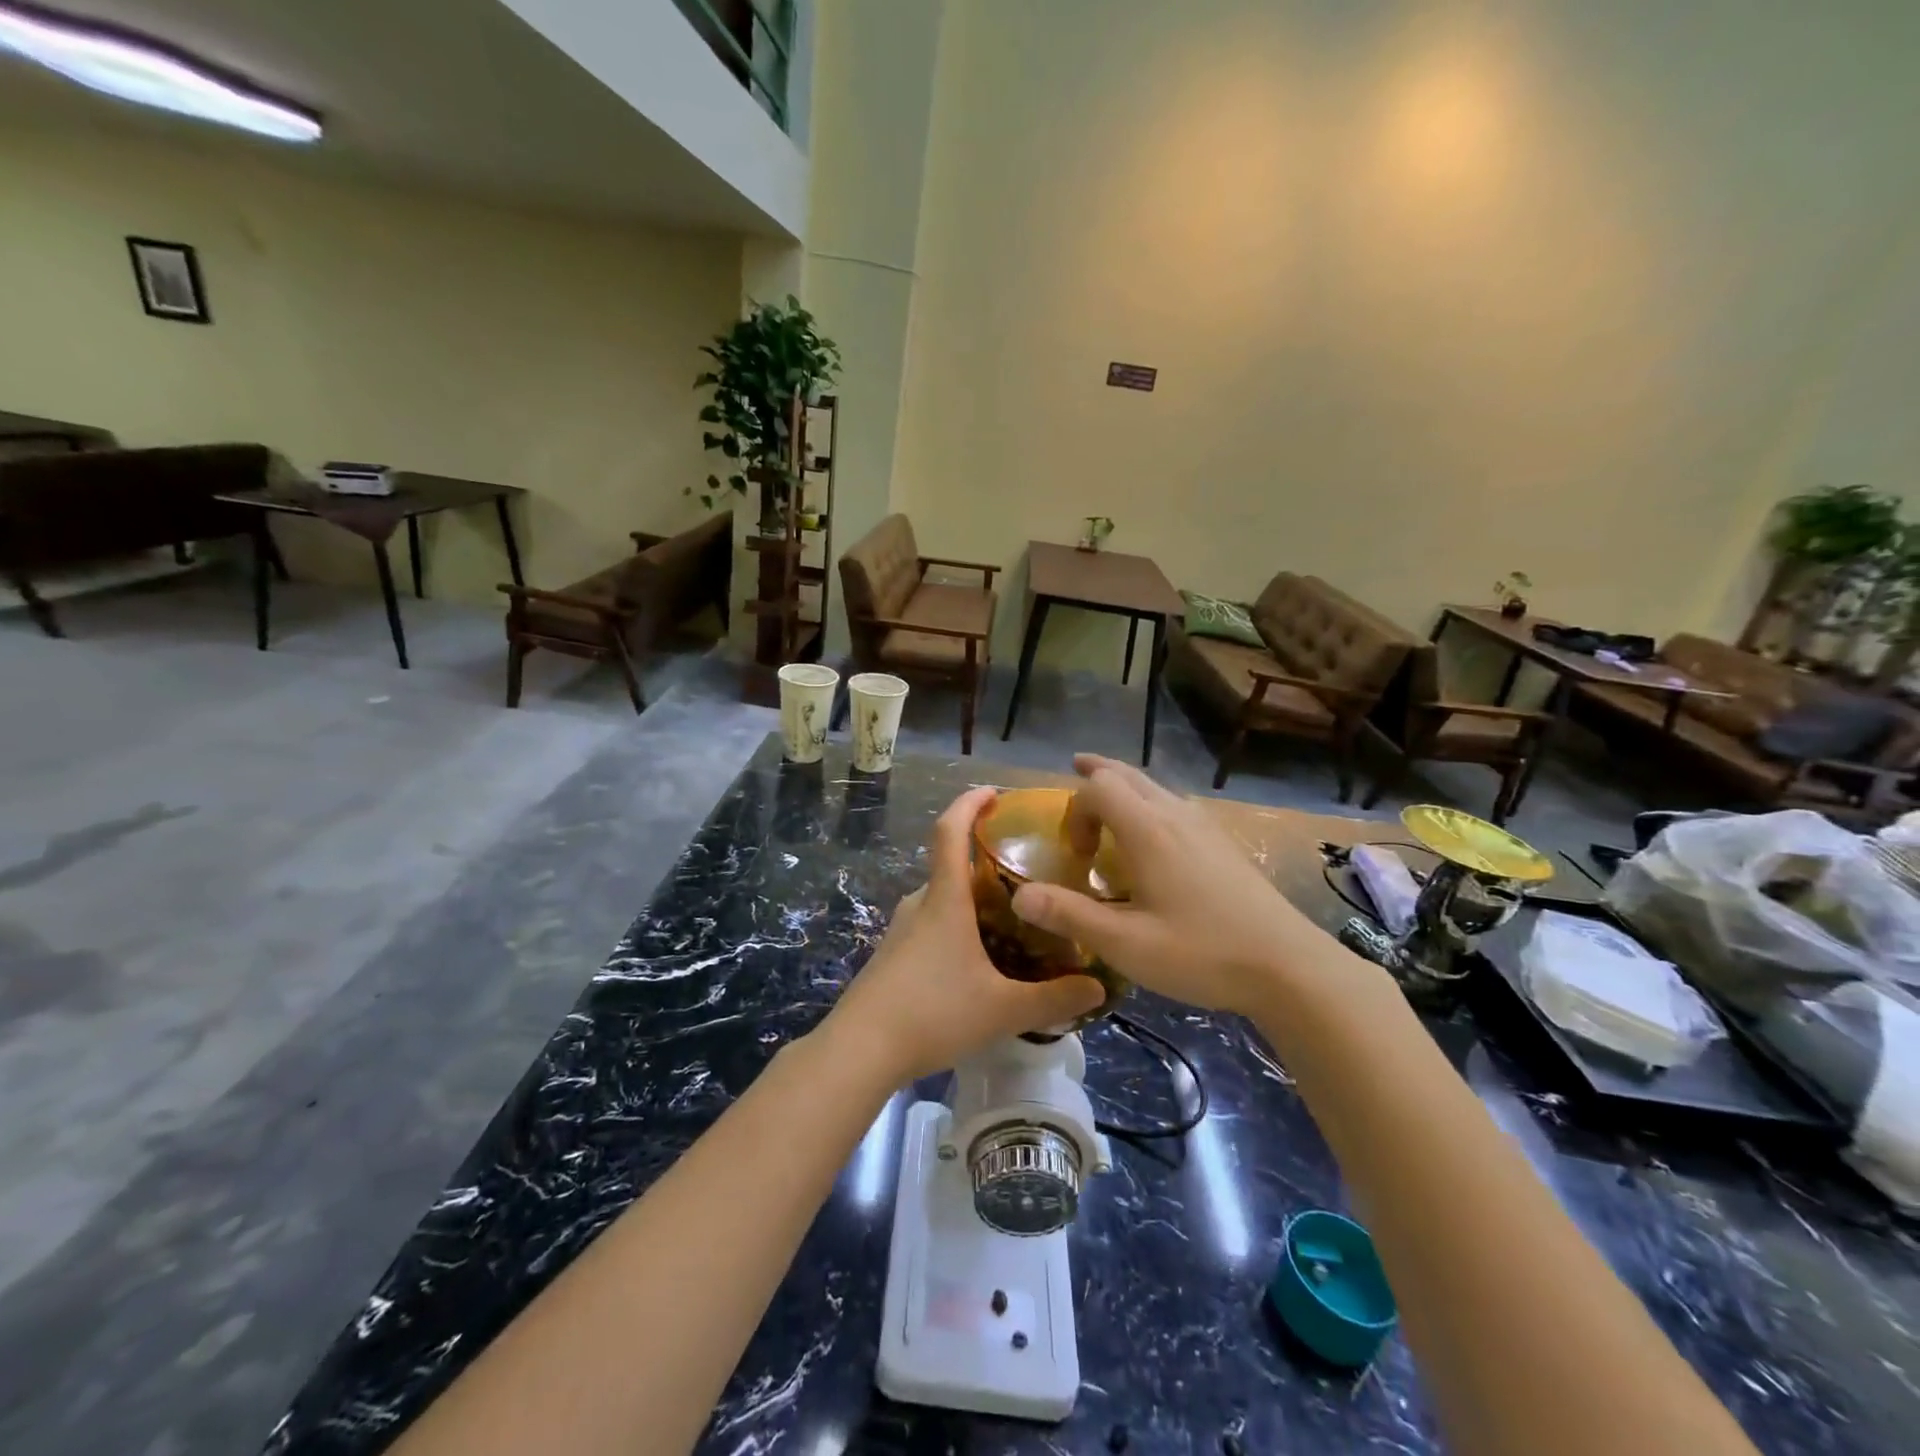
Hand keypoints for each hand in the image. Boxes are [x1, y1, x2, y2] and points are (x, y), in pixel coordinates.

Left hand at [820, 787, 1105, 1082]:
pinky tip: (978, 960)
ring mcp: (901, 931)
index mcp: (945, 900)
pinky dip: (957, 926)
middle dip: (985, 862)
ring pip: (942, 900)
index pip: (950, 831)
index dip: (969, 803)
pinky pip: (931, 926)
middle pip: (951, 866)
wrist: (860, 1050)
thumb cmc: (932, 1013)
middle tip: (1027, 873)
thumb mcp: (1002, 1010)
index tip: (993, 792)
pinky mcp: (893, 957)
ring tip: (1011, 918)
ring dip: (972, 899)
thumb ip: (1054, 999)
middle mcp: (920, 905)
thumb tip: (1099, 989)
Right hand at [1010, 755, 1319, 1015]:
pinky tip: (1156, 837)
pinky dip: (1150, 803)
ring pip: (1156, 787)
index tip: (1075, 855)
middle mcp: (1176, 816)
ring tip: (1109, 799)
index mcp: (1149, 831)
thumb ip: (1069, 915)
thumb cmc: (1201, 953)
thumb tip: (1017, 896)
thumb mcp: (1125, 944)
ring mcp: (1205, 827)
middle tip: (1075, 769)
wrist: (1288, 967)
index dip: (1075, 811)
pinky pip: (1176, 806)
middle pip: (1128, 775)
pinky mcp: (1225, 844)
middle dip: (1097, 773)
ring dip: (1125, 786)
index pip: (1098, 789)